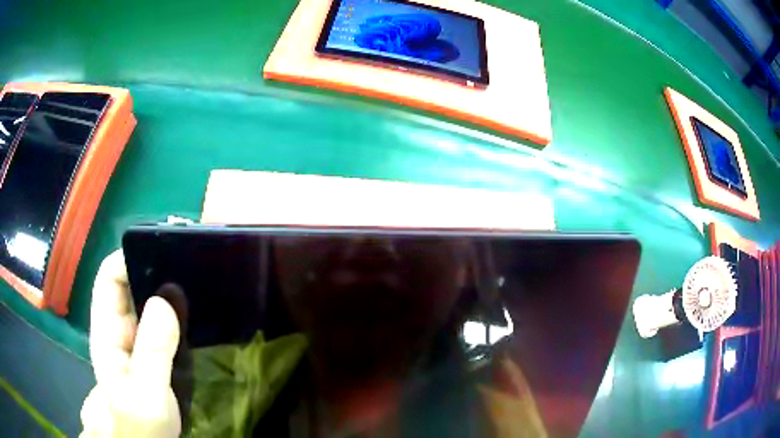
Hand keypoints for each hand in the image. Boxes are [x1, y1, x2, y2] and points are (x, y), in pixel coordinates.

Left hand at [80, 250, 181, 437]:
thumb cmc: (143, 424)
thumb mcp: (147, 394)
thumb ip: (152, 351)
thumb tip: (165, 298)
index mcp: (107, 331)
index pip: (110, 277)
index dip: (130, 256)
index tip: (164, 250)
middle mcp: (119, 327)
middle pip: (130, 282)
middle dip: (154, 266)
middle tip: (189, 259)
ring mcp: (137, 338)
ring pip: (148, 299)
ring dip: (168, 286)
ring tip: (198, 276)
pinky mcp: (154, 349)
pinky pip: (163, 319)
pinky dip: (177, 308)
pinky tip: (197, 307)